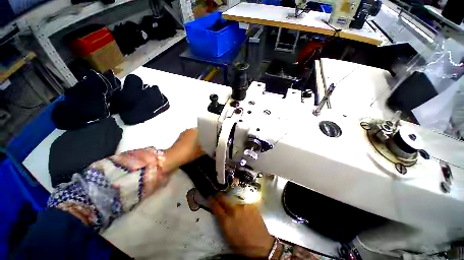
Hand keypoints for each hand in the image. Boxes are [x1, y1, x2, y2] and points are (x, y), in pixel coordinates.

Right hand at [211, 195, 273, 258]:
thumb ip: (222, 221)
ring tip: (234, 207)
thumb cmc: (242, 245)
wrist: (261, 245)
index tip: (210, 196)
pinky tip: (244, 211)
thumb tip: (219, 211)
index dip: (212, 201)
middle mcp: (234, 210)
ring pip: (234, 200)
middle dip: (219, 196)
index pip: (216, 207)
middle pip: (224, 198)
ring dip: (231, 202)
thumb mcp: (227, 235)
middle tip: (218, 195)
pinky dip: (241, 206)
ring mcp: (243, 206)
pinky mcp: (251, 205)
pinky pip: (243, 203)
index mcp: (226, 221)